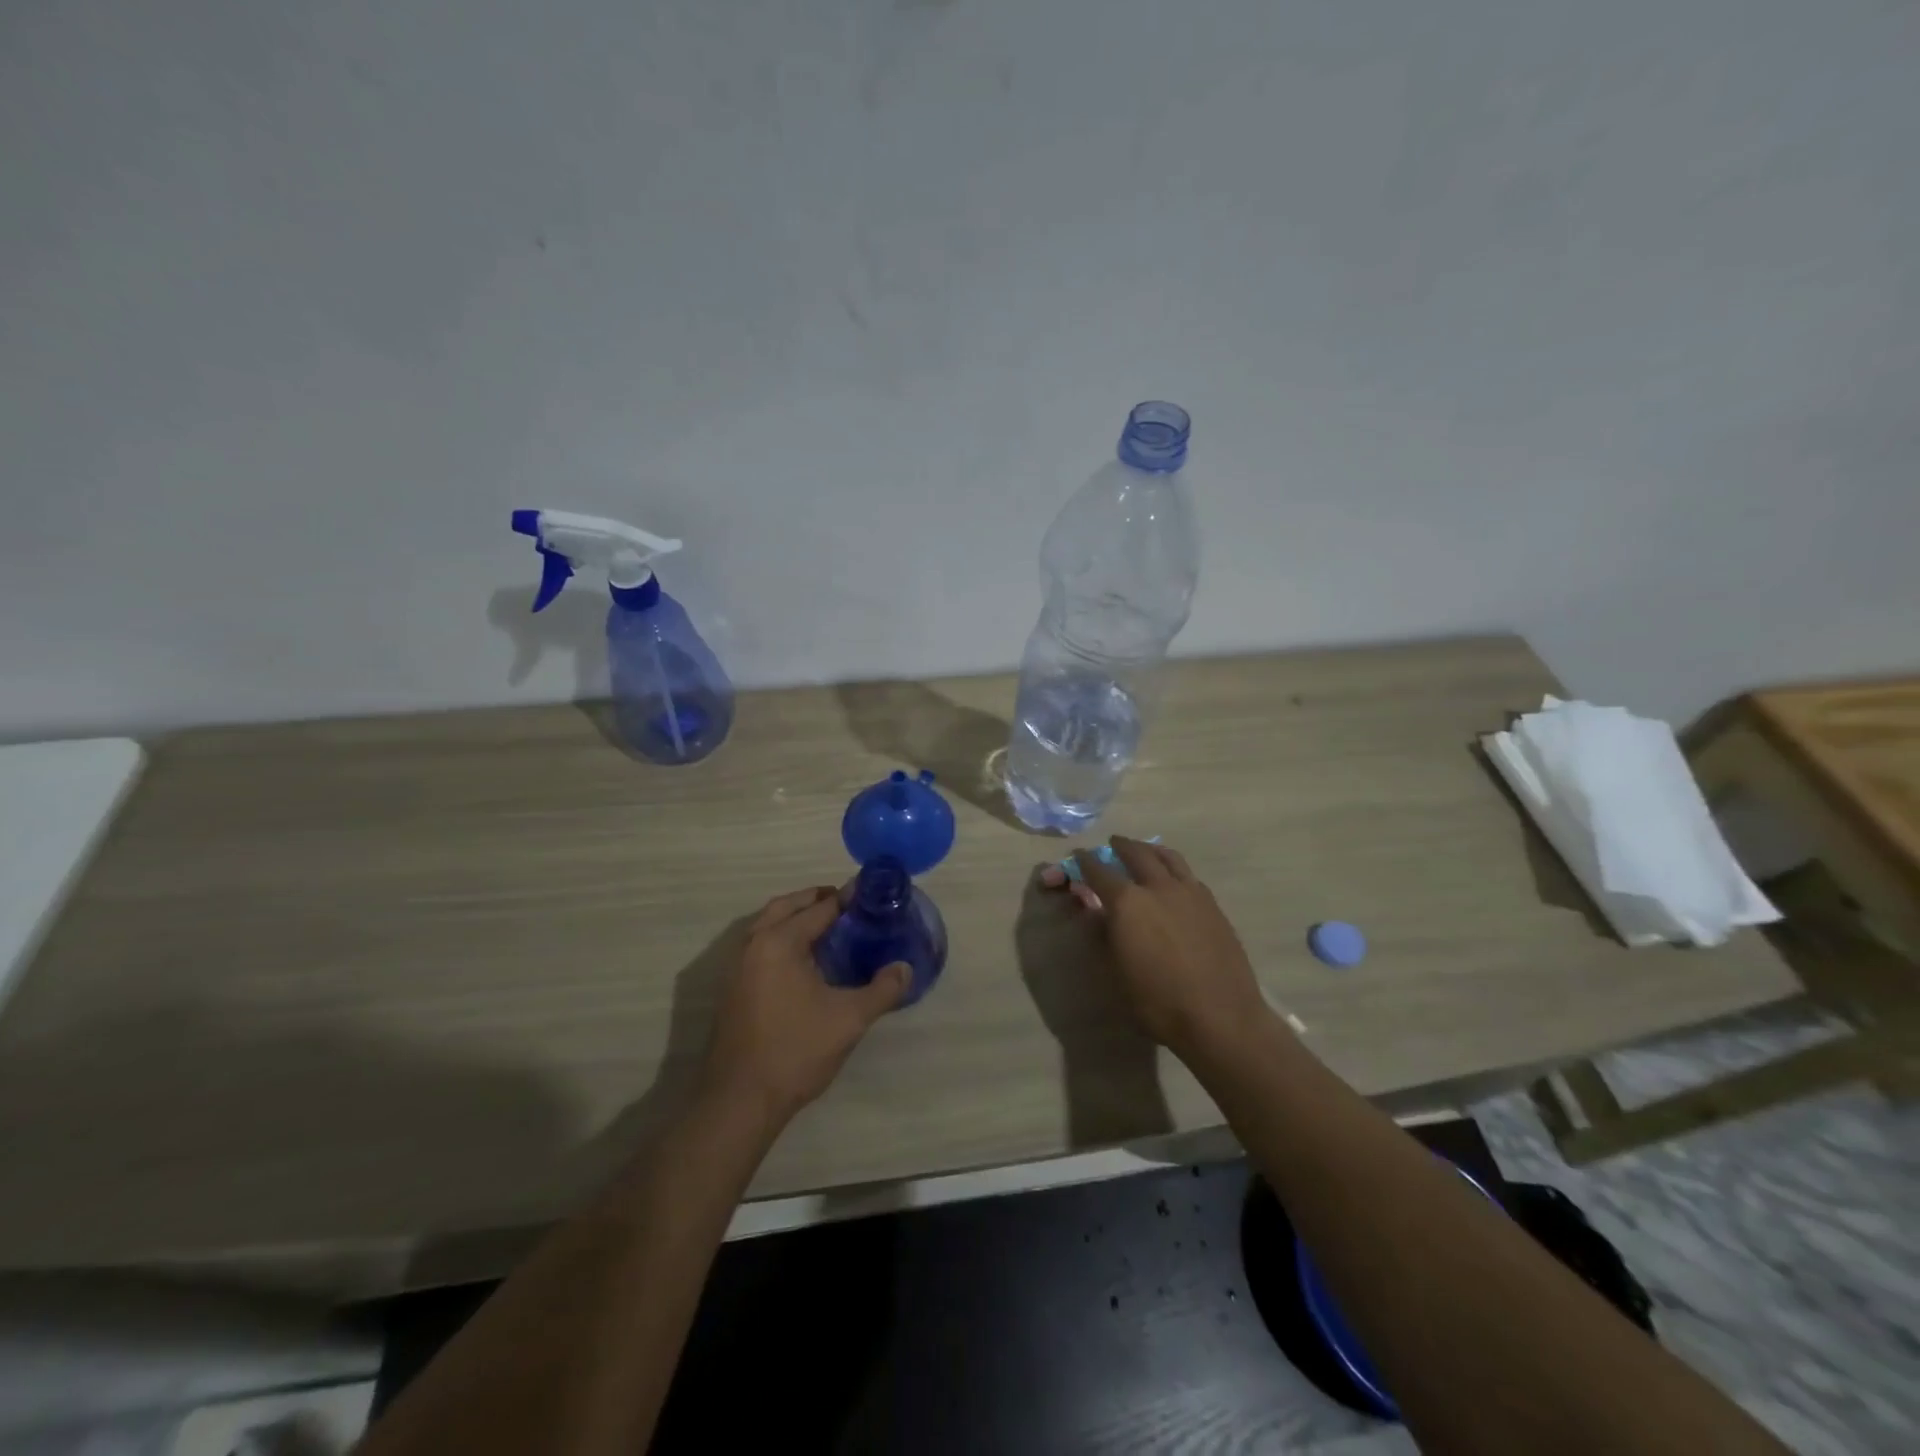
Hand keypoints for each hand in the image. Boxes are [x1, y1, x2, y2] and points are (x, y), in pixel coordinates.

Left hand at [701, 886, 908, 1125]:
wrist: (740, 1100)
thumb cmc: (796, 1051)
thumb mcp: (849, 1019)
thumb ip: (882, 989)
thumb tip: (906, 968)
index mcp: (779, 942)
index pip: (819, 908)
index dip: (847, 899)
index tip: (871, 894)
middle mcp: (753, 944)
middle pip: (786, 906)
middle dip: (816, 899)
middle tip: (848, 905)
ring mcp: (736, 966)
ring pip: (767, 925)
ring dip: (795, 917)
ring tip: (828, 928)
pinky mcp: (732, 988)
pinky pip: (759, 945)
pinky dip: (781, 937)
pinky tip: (804, 960)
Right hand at [1039, 838, 1268, 1059]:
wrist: (1221, 1017)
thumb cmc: (1158, 1001)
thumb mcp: (1117, 972)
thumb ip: (1103, 935)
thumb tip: (1095, 912)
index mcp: (1127, 903)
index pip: (1099, 871)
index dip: (1085, 863)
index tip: (1079, 857)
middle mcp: (1158, 887)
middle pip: (1137, 853)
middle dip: (1121, 846)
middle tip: (1113, 843)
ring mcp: (1190, 893)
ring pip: (1168, 857)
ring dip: (1151, 849)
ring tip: (1145, 850)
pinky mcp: (1213, 905)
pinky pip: (1188, 875)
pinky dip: (1174, 868)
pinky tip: (1174, 880)